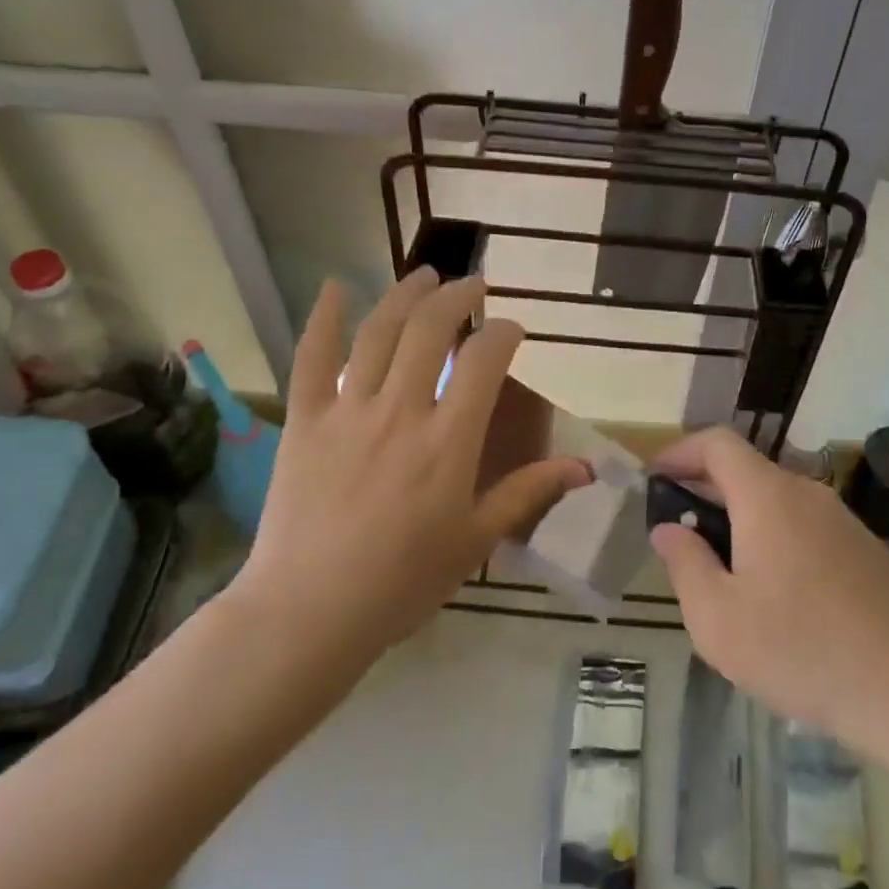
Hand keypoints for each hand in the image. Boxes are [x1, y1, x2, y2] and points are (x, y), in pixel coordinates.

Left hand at [232, 270, 590, 665]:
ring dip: (405, 295)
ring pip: (378, 332)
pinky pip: (312, 358)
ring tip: (424, 276)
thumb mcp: (475, 540)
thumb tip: (584, 467)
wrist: (309, 611)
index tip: (512, 329)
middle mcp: (401, 411)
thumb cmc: (402, 582)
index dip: (504, 333)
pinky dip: (323, 318)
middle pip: (431, 330)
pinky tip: (336, 287)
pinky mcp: (305, 420)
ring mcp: (347, 411)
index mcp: (449, 442)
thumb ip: (526, 493)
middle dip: (457, 297)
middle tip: (473, 286)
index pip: (485, 361)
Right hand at [649, 428, 888, 767]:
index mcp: (767, 497)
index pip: (717, 443)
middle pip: (746, 470)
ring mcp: (842, 519)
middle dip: (705, 490)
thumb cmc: (800, 650)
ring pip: (777, 500)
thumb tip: (669, 528)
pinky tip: (775, 592)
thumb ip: (684, 563)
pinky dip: (774, 537)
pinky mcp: (865, 548)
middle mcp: (807, 493)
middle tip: (681, 533)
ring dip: (740, 518)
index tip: (655, 479)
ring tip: (723, 570)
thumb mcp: (717, 618)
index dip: (680, 451)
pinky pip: (805, 525)